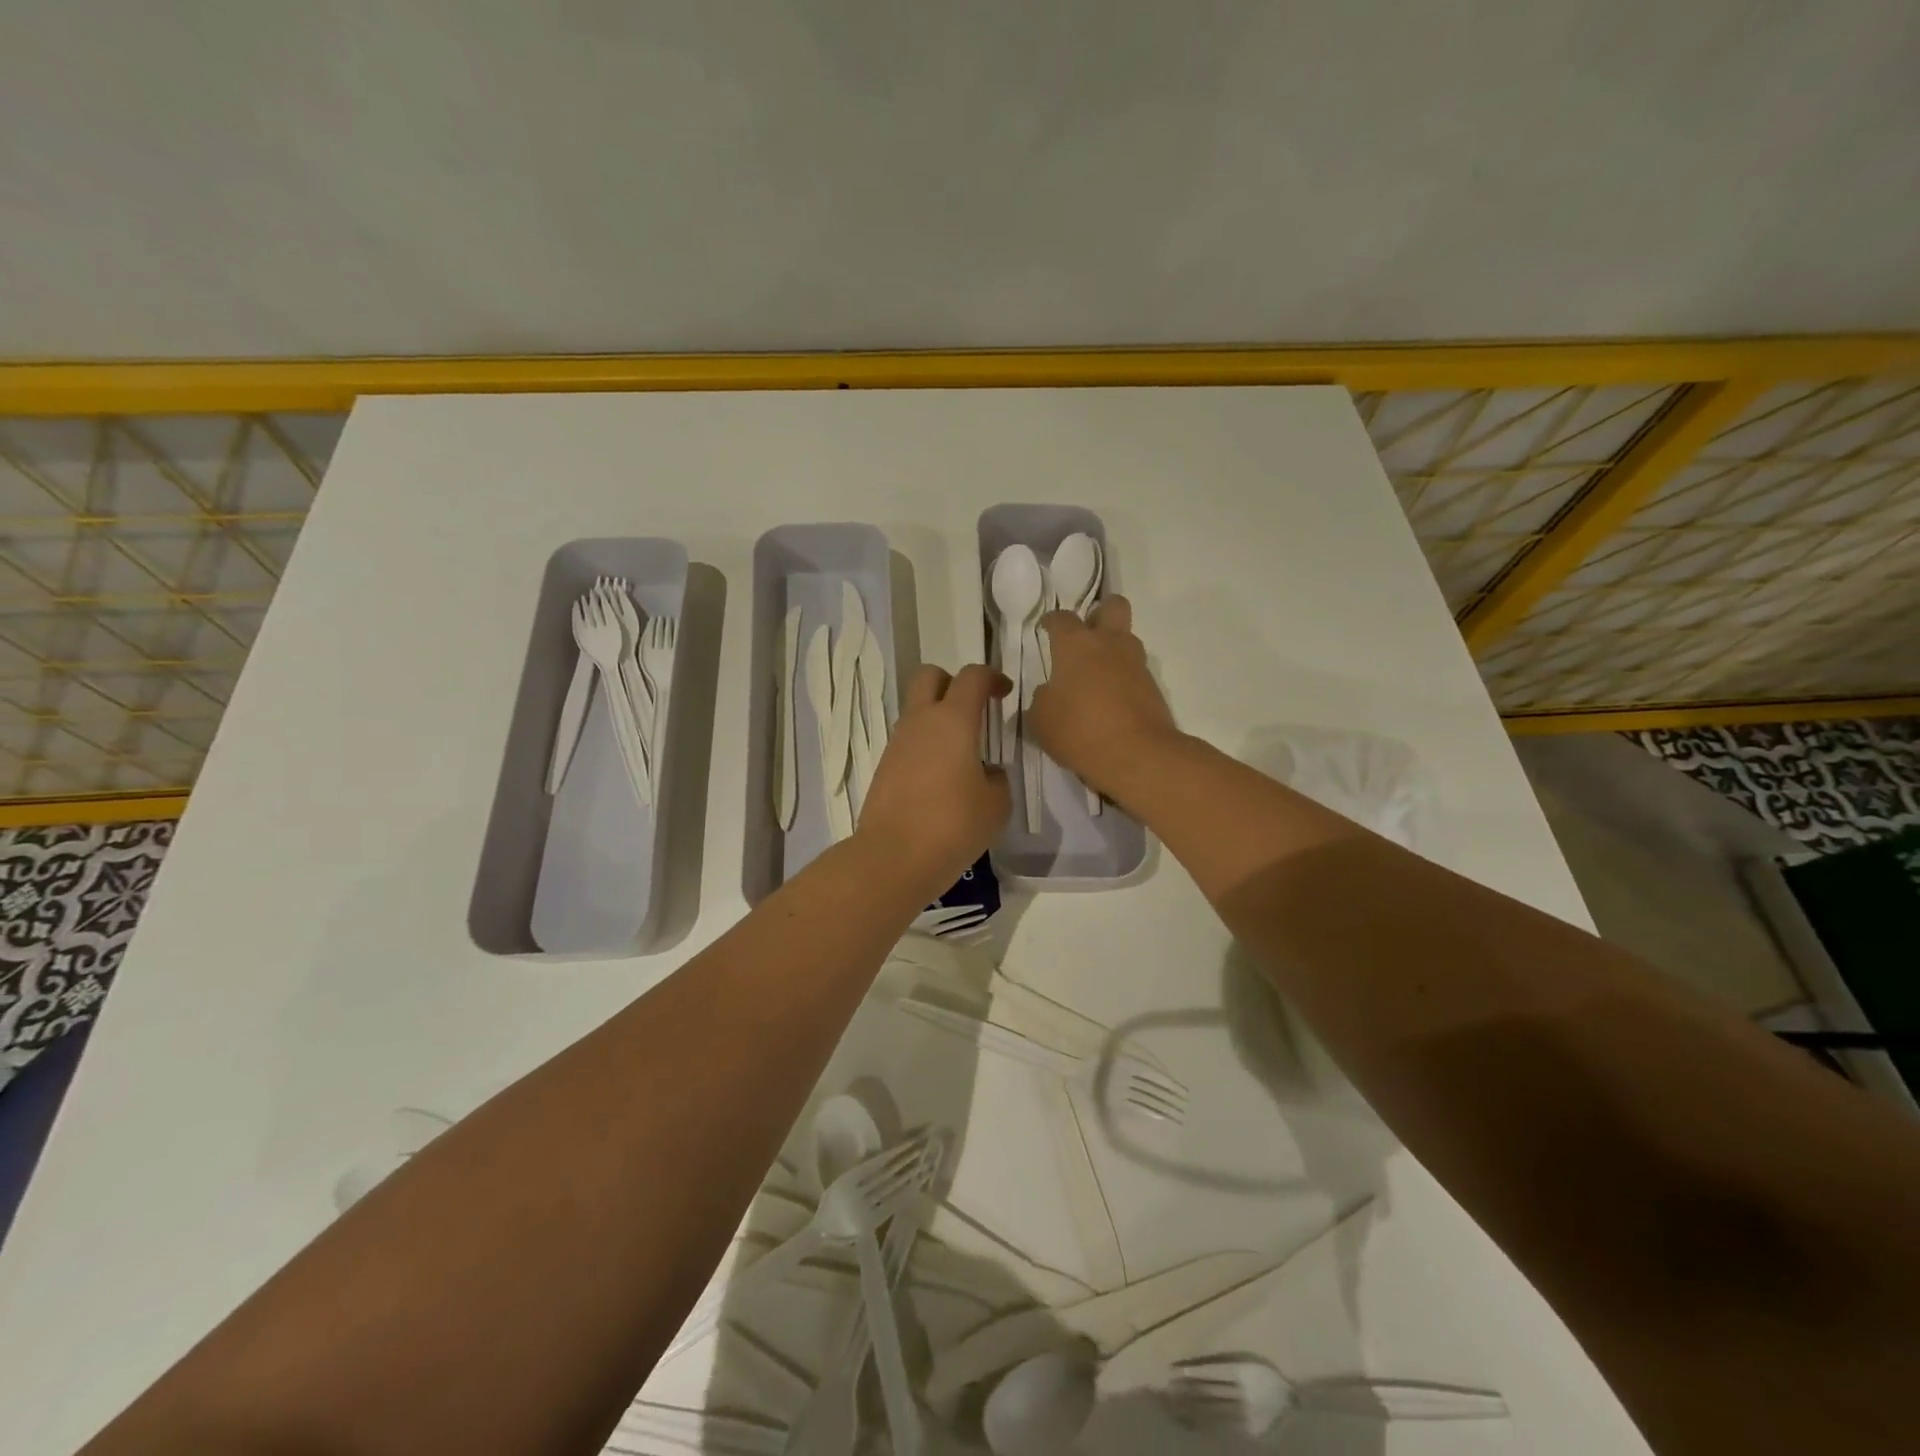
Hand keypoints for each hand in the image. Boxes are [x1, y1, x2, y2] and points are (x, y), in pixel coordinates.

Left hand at [853, 663, 1010, 899]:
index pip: (972, 677)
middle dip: (952, 683)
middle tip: (973, 709)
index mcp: (953, 721)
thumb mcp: (996, 805)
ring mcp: (897, 744)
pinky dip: (925, 746)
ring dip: (937, 719)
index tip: (1004, 694)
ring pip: (916, 711)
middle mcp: (921, 722)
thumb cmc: (954, 825)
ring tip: (961, 754)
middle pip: (930, 676)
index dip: (991, 677)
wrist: (893, 857)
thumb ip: (997, 779)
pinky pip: (908, 742)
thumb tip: (987, 773)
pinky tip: (941, 779)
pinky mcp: (884, 767)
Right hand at [1028, 596, 1179, 799]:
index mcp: (1076, 645)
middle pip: (1114, 606)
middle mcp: (1110, 644)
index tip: (1046, 628)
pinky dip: (1123, 679)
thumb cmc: (1079, 730)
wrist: (1137, 755)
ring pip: (1127, 639)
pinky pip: (1135, 672)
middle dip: (1101, 613)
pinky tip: (1110, 700)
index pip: (1061, 618)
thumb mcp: (1041, 719)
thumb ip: (1042, 699)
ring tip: (1096, 673)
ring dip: (1114, 648)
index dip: (1051, 621)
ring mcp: (1136, 665)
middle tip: (1086, 633)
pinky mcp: (1153, 688)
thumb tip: (1050, 693)